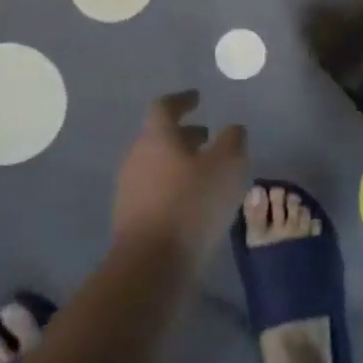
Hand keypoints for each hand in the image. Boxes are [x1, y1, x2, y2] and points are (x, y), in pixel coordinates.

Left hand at [113, 91, 248, 264]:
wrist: (152, 264)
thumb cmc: (192, 203)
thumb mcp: (227, 165)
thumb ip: (233, 141)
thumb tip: (232, 129)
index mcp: (157, 137)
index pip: (164, 107)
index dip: (182, 100)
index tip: (197, 98)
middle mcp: (137, 158)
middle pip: (159, 137)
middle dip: (184, 135)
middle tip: (206, 136)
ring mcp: (130, 190)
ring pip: (157, 166)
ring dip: (180, 164)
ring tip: (206, 173)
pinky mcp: (132, 220)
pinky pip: (155, 193)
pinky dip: (174, 189)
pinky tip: (194, 203)